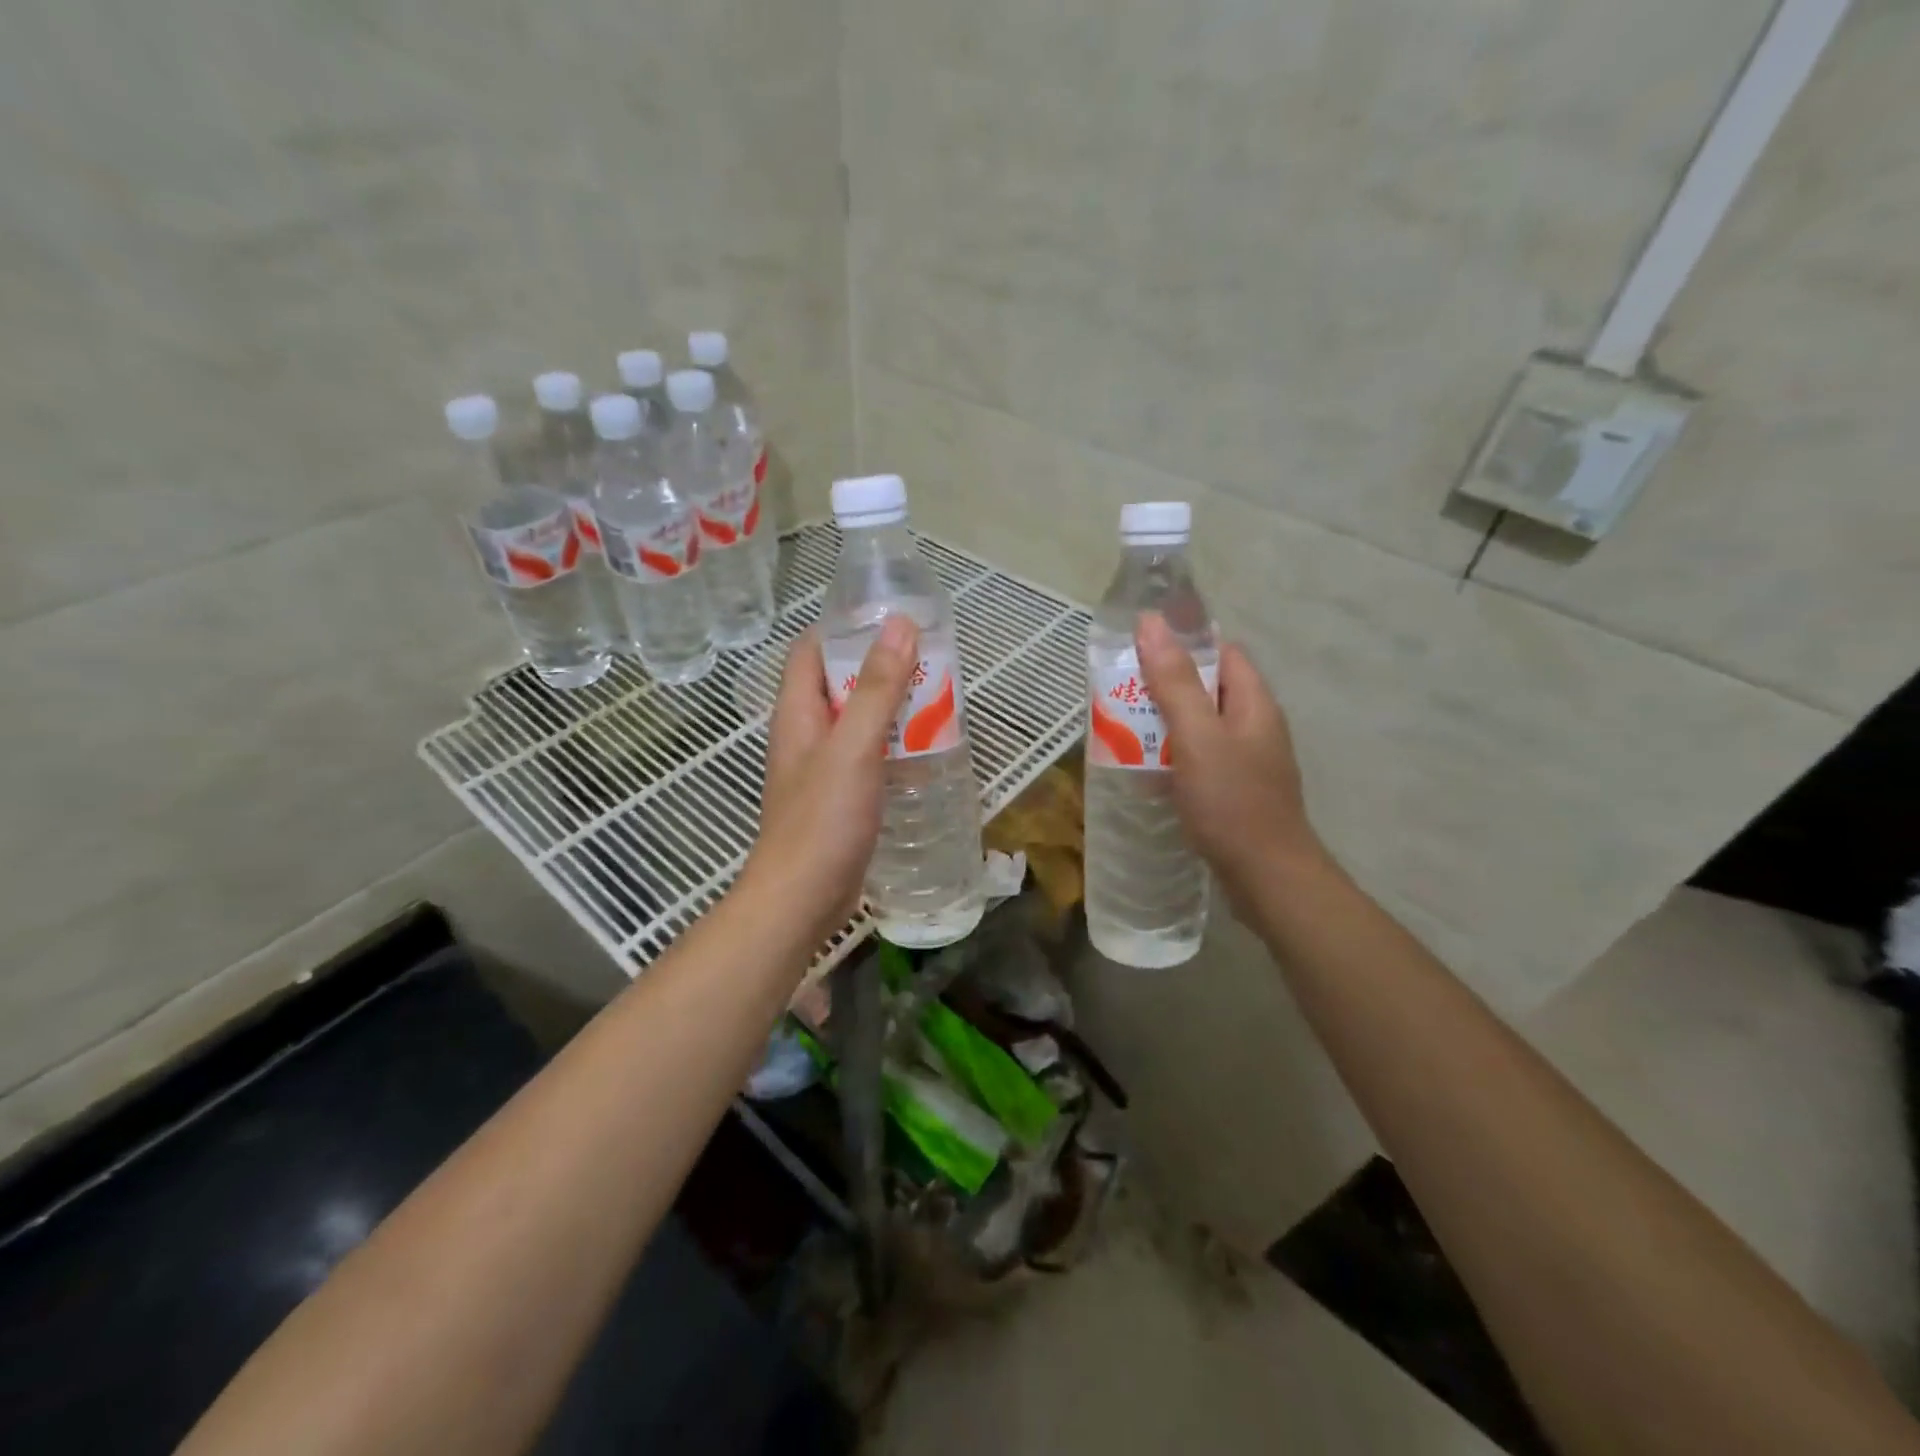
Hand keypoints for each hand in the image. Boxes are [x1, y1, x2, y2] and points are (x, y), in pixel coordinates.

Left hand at [738, 616, 918, 943]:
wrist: (801, 900)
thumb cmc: (822, 820)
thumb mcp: (853, 747)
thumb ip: (877, 688)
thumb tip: (899, 624)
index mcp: (798, 712)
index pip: (811, 650)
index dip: (845, 628)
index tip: (892, 621)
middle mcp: (806, 733)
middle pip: (840, 683)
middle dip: (881, 668)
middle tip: (930, 661)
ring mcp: (822, 768)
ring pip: (858, 722)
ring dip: (892, 709)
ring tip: (938, 699)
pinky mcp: (840, 797)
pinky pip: (868, 756)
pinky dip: (894, 745)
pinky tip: (926, 750)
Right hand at [1134, 612, 1324, 912]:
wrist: (1267, 878)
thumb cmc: (1232, 801)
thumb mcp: (1197, 736)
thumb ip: (1174, 681)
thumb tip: (1151, 622)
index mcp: (1252, 703)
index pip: (1222, 652)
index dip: (1184, 643)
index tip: (1139, 649)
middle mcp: (1253, 725)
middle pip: (1207, 688)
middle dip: (1164, 686)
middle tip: (1120, 692)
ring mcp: (1246, 761)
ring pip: (1199, 726)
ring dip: (1163, 724)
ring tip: (1121, 728)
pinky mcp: (1234, 790)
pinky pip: (1198, 759)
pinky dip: (1171, 757)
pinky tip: (1145, 770)